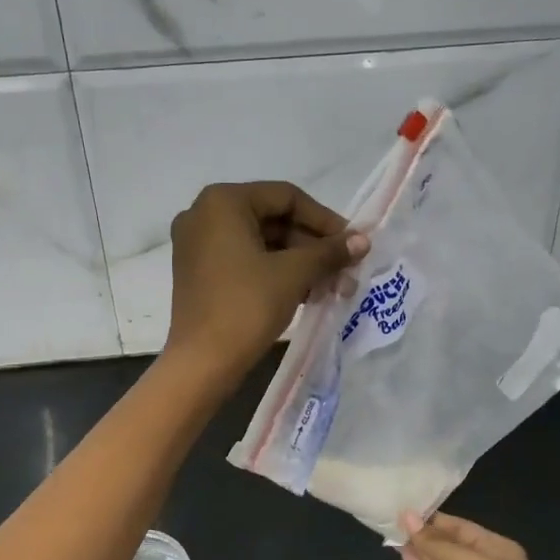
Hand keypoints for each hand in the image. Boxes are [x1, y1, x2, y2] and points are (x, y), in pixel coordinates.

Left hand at [165, 181, 368, 384]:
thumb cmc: (247, 306)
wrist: (202, 362)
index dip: (325, 220)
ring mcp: (197, 244)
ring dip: (299, 262)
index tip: (352, 244)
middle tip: (346, 270)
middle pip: (273, 219)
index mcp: (223, 201)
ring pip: (261, 242)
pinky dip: (275, 272)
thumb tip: (363, 240)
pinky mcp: (198, 271)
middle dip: (313, 246)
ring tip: (333, 287)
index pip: (287, 197)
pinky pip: (245, 259)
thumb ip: (329, 251)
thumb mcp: (294, 274)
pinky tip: (307, 293)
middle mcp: (204, 214)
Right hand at [400, 512, 559, 559]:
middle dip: (423, 533)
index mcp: (493, 546)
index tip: (404, 508)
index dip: (432, 518)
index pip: (458, 527)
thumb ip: (436, 544)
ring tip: (390, 532)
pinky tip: (402, 553)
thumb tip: (406, 517)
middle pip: (446, 543)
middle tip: (390, 518)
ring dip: (417, 549)